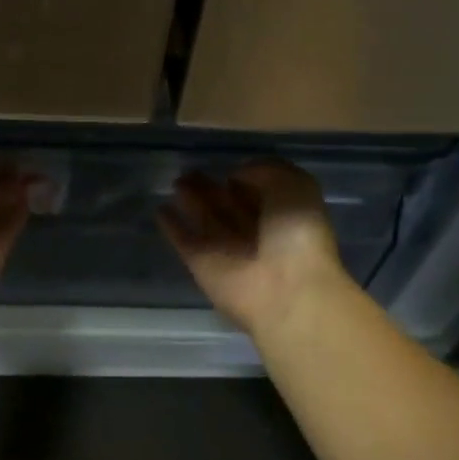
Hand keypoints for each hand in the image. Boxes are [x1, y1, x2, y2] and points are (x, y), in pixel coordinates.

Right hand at [159, 160, 349, 335]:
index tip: (229, 168)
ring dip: (191, 201)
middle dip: (212, 189)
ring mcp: (227, 249)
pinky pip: (184, 240)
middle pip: (229, 205)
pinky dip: (172, 226)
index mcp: (284, 215)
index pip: (260, 193)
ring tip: (176, 181)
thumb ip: (267, 170)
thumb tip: (237, 175)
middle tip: (190, 171)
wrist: (285, 292)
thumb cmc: (297, 236)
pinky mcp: (202, 264)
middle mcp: (256, 233)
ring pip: (206, 219)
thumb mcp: (296, 187)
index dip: (245, 179)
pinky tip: (160, 210)